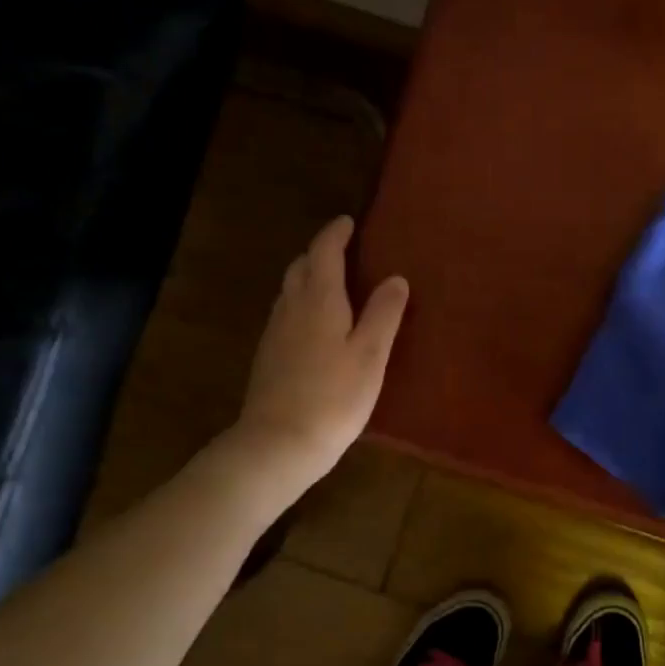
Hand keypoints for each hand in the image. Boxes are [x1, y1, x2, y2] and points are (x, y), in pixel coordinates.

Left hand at [234, 217, 408, 489]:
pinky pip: (286, 314)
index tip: (348, 222)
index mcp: (319, 300)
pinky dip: (302, 303)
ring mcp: (274, 333)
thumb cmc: (334, 396)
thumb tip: (396, 278)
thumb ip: (384, 314)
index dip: (335, 234)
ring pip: (290, 290)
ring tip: (334, 283)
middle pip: (301, 267)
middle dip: (320, 252)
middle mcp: (291, 308)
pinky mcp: (269, 357)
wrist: (278, 443)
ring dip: (309, 277)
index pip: (324, 252)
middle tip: (344, 251)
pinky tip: (316, 324)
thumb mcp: (370, 354)